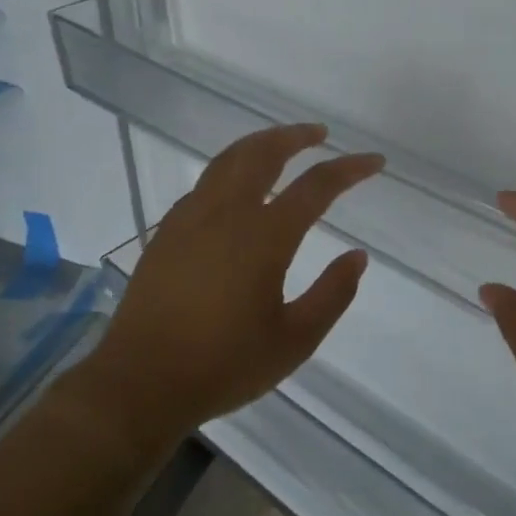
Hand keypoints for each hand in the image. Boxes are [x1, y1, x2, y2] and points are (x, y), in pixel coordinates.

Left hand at [71, 124, 383, 453]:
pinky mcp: (167, 230)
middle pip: (264, 153)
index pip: (316, 186)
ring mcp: (191, 217)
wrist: (141, 381)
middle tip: (319, 134)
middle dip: (295, 136)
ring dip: (260, 144)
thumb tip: (357, 257)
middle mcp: (227, 213)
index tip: (374, 161)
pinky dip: (230, 169)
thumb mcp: (294, 341)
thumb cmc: (224, 365)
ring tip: (280, 145)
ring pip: (229, 160)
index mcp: (264, 237)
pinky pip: (205, 183)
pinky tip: (236, 186)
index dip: (350, 169)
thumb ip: (332, 295)